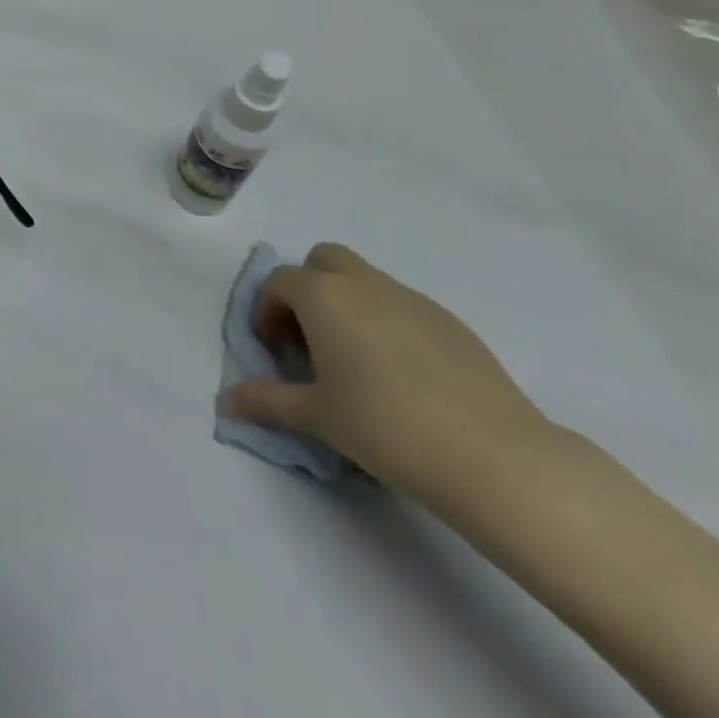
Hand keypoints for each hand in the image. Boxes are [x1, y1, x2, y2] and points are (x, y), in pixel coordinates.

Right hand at [220, 243, 550, 504]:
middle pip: (324, 261)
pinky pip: (402, 306)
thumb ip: (266, 402)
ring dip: (347, 305)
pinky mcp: (450, 322)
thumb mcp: (315, 416)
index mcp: (324, 296)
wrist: (493, 456)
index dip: (268, 311)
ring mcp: (412, 298)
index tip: (276, 352)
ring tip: (355, 364)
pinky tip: (402, 377)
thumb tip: (225, 402)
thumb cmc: (385, 427)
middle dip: (308, 290)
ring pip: (365, 281)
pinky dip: (386, 324)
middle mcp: (364, 284)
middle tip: (310, 342)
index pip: (280, 282)